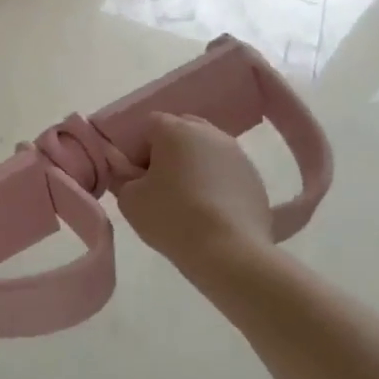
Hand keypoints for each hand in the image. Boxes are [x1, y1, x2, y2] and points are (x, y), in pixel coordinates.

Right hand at [117, 114, 275, 280]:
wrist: (229, 252)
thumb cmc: (171, 217)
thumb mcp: (129, 199)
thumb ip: (122, 177)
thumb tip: (127, 172)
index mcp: (176, 129)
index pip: (148, 125)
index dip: (136, 149)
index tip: (134, 177)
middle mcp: (210, 133)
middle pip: (181, 130)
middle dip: (166, 152)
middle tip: (158, 184)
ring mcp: (238, 155)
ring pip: (206, 151)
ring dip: (193, 166)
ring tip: (186, 199)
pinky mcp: (255, 179)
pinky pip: (226, 172)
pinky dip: (214, 183)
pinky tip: (209, 211)